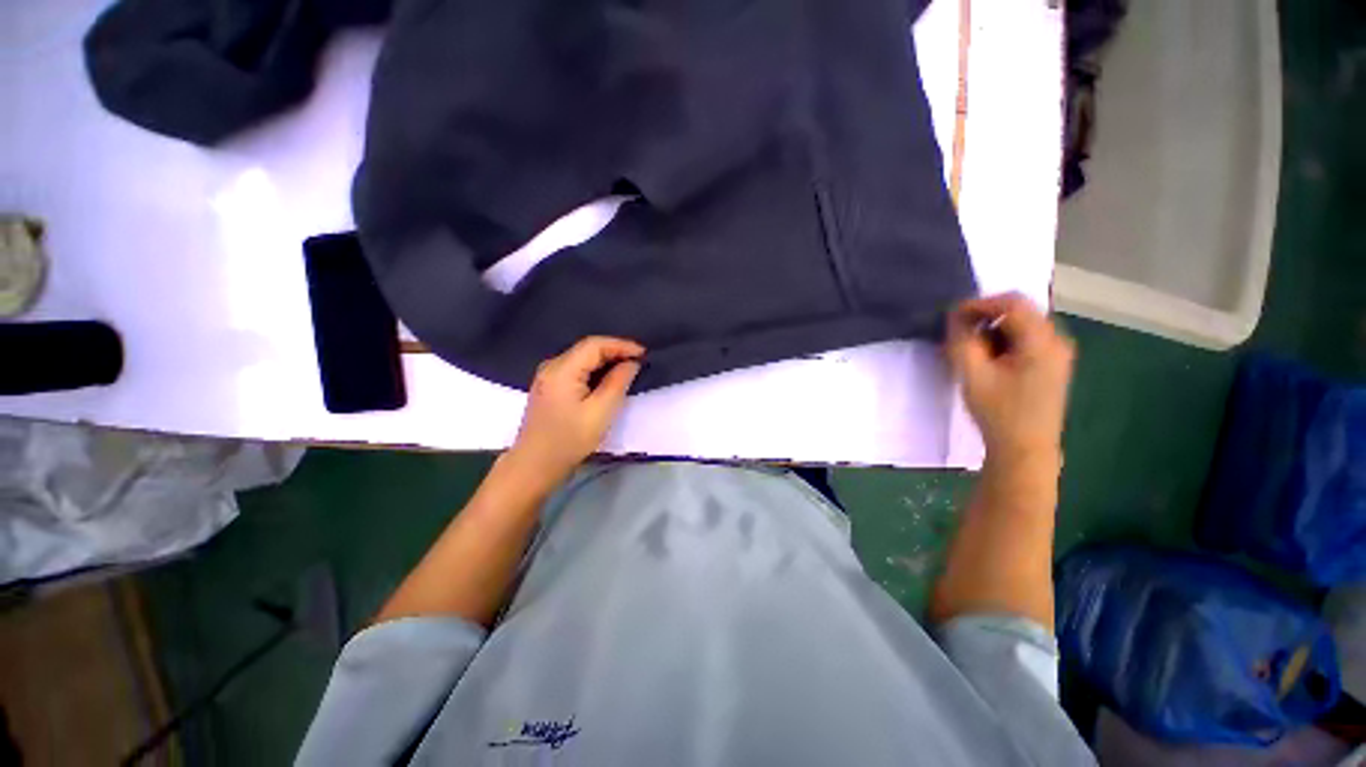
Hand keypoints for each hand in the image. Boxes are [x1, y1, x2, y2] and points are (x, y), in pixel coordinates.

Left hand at [505, 336, 643, 487]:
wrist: (535, 466)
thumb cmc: (569, 440)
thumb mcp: (600, 412)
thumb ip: (618, 383)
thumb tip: (631, 363)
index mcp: (562, 370)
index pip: (595, 345)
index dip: (621, 345)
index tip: (644, 353)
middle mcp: (551, 366)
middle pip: (587, 349)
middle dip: (615, 351)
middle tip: (639, 360)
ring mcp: (547, 376)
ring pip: (582, 358)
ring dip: (606, 360)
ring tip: (628, 367)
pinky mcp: (549, 386)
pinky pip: (576, 368)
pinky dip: (595, 369)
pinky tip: (608, 378)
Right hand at [946, 293, 1074, 467]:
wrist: (1024, 449)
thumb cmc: (998, 412)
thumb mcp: (972, 374)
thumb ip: (963, 340)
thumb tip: (956, 315)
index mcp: (1042, 341)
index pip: (1012, 303)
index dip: (979, 303)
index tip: (951, 316)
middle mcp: (1057, 341)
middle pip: (1019, 311)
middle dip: (985, 317)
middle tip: (957, 334)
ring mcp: (1058, 353)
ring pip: (1021, 325)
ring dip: (992, 330)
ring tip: (968, 348)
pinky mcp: (1052, 365)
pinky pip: (1026, 339)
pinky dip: (1003, 341)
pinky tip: (987, 359)